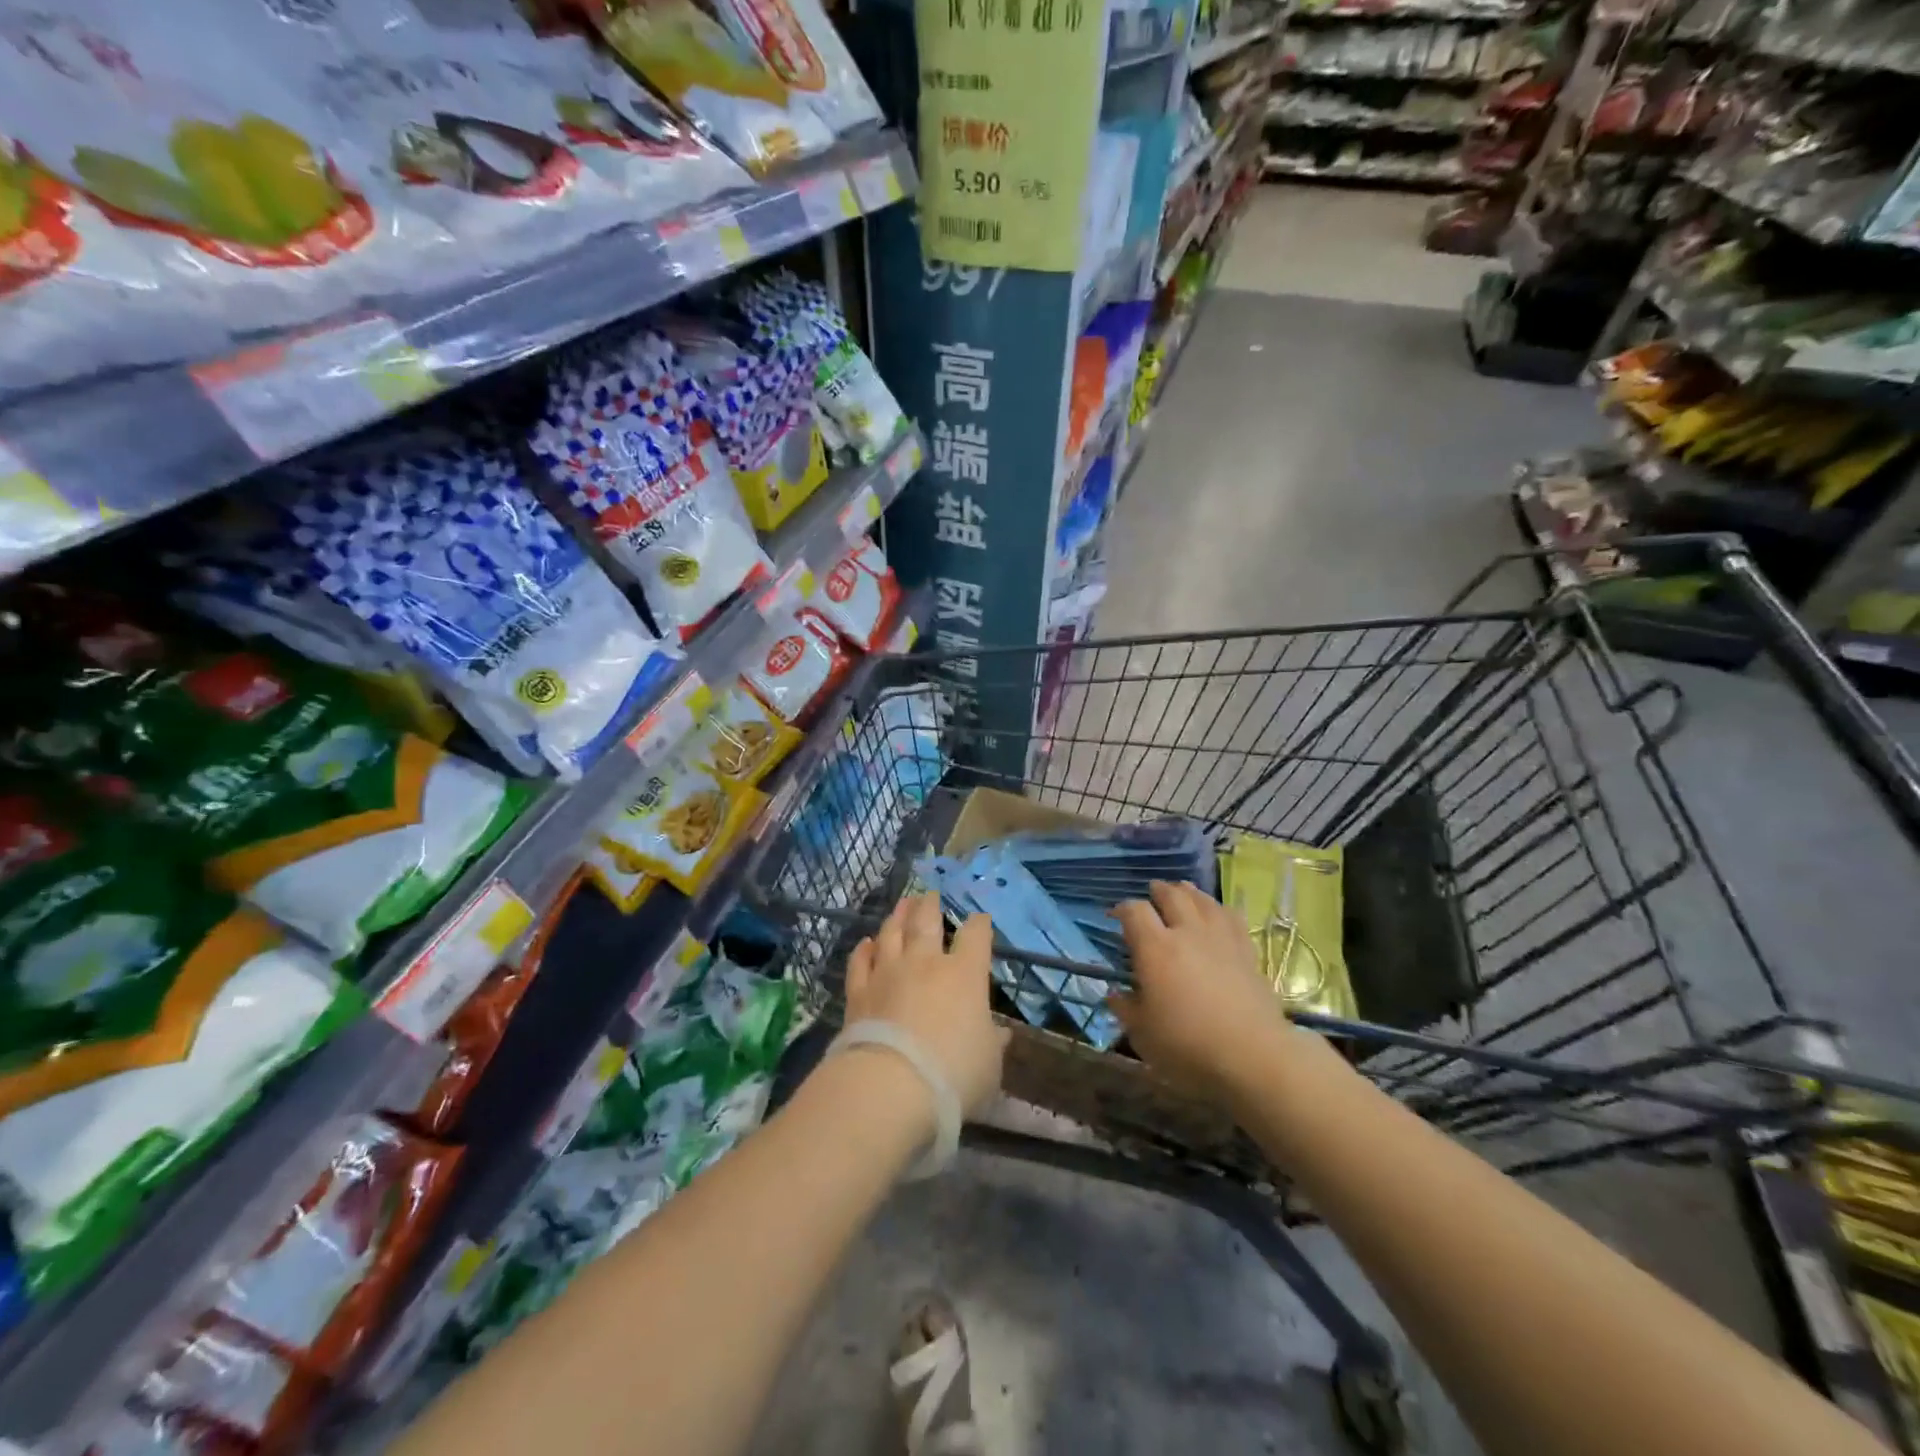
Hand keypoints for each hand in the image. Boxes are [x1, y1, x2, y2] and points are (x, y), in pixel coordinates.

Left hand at [846, 894, 1007, 1115]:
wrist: (891, 1085)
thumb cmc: (953, 1074)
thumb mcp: (989, 1064)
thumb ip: (993, 1043)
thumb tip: (1001, 1034)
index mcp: (964, 974)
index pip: (975, 937)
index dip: (979, 925)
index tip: (980, 919)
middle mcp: (925, 963)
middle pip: (927, 922)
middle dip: (930, 905)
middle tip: (930, 894)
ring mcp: (888, 973)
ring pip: (892, 934)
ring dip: (898, 916)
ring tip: (902, 904)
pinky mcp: (859, 991)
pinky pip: (860, 962)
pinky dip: (863, 950)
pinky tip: (865, 943)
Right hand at [1111, 880, 1297, 1102]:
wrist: (1253, 1056)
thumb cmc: (1188, 1046)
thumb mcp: (1142, 1034)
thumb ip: (1125, 1009)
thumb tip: (1115, 993)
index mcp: (1155, 948)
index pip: (1134, 911)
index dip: (1122, 908)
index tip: (1116, 916)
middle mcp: (1187, 932)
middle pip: (1171, 895)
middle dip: (1158, 891)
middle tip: (1151, 894)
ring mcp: (1220, 938)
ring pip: (1202, 900)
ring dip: (1188, 892)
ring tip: (1182, 892)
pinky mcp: (1246, 951)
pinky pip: (1231, 916)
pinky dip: (1218, 909)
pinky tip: (1217, 913)